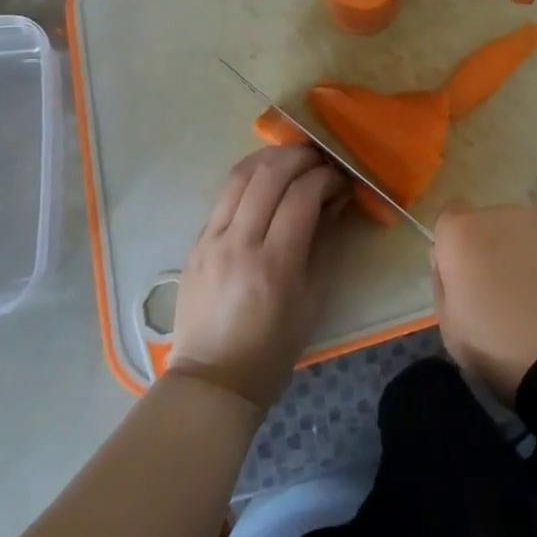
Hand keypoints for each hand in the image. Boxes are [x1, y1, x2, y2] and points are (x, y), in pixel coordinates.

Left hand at [170, 146, 345, 410]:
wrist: (212, 380)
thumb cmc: (273, 347)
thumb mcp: (313, 297)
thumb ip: (324, 242)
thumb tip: (333, 200)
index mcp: (274, 263)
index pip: (302, 195)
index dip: (326, 178)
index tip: (340, 181)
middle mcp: (239, 243)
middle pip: (270, 174)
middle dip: (301, 157)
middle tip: (320, 160)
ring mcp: (211, 239)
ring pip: (241, 174)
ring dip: (271, 157)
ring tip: (293, 158)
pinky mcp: (196, 241)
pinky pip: (224, 194)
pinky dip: (250, 178)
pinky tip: (266, 180)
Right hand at [431, 200, 536, 402]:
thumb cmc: (504, 348)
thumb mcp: (451, 329)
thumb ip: (446, 284)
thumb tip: (454, 265)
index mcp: (464, 233)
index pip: (449, 217)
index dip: (454, 247)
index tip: (463, 280)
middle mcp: (503, 214)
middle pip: (488, 226)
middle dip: (490, 252)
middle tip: (500, 300)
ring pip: (524, 235)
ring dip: (523, 258)